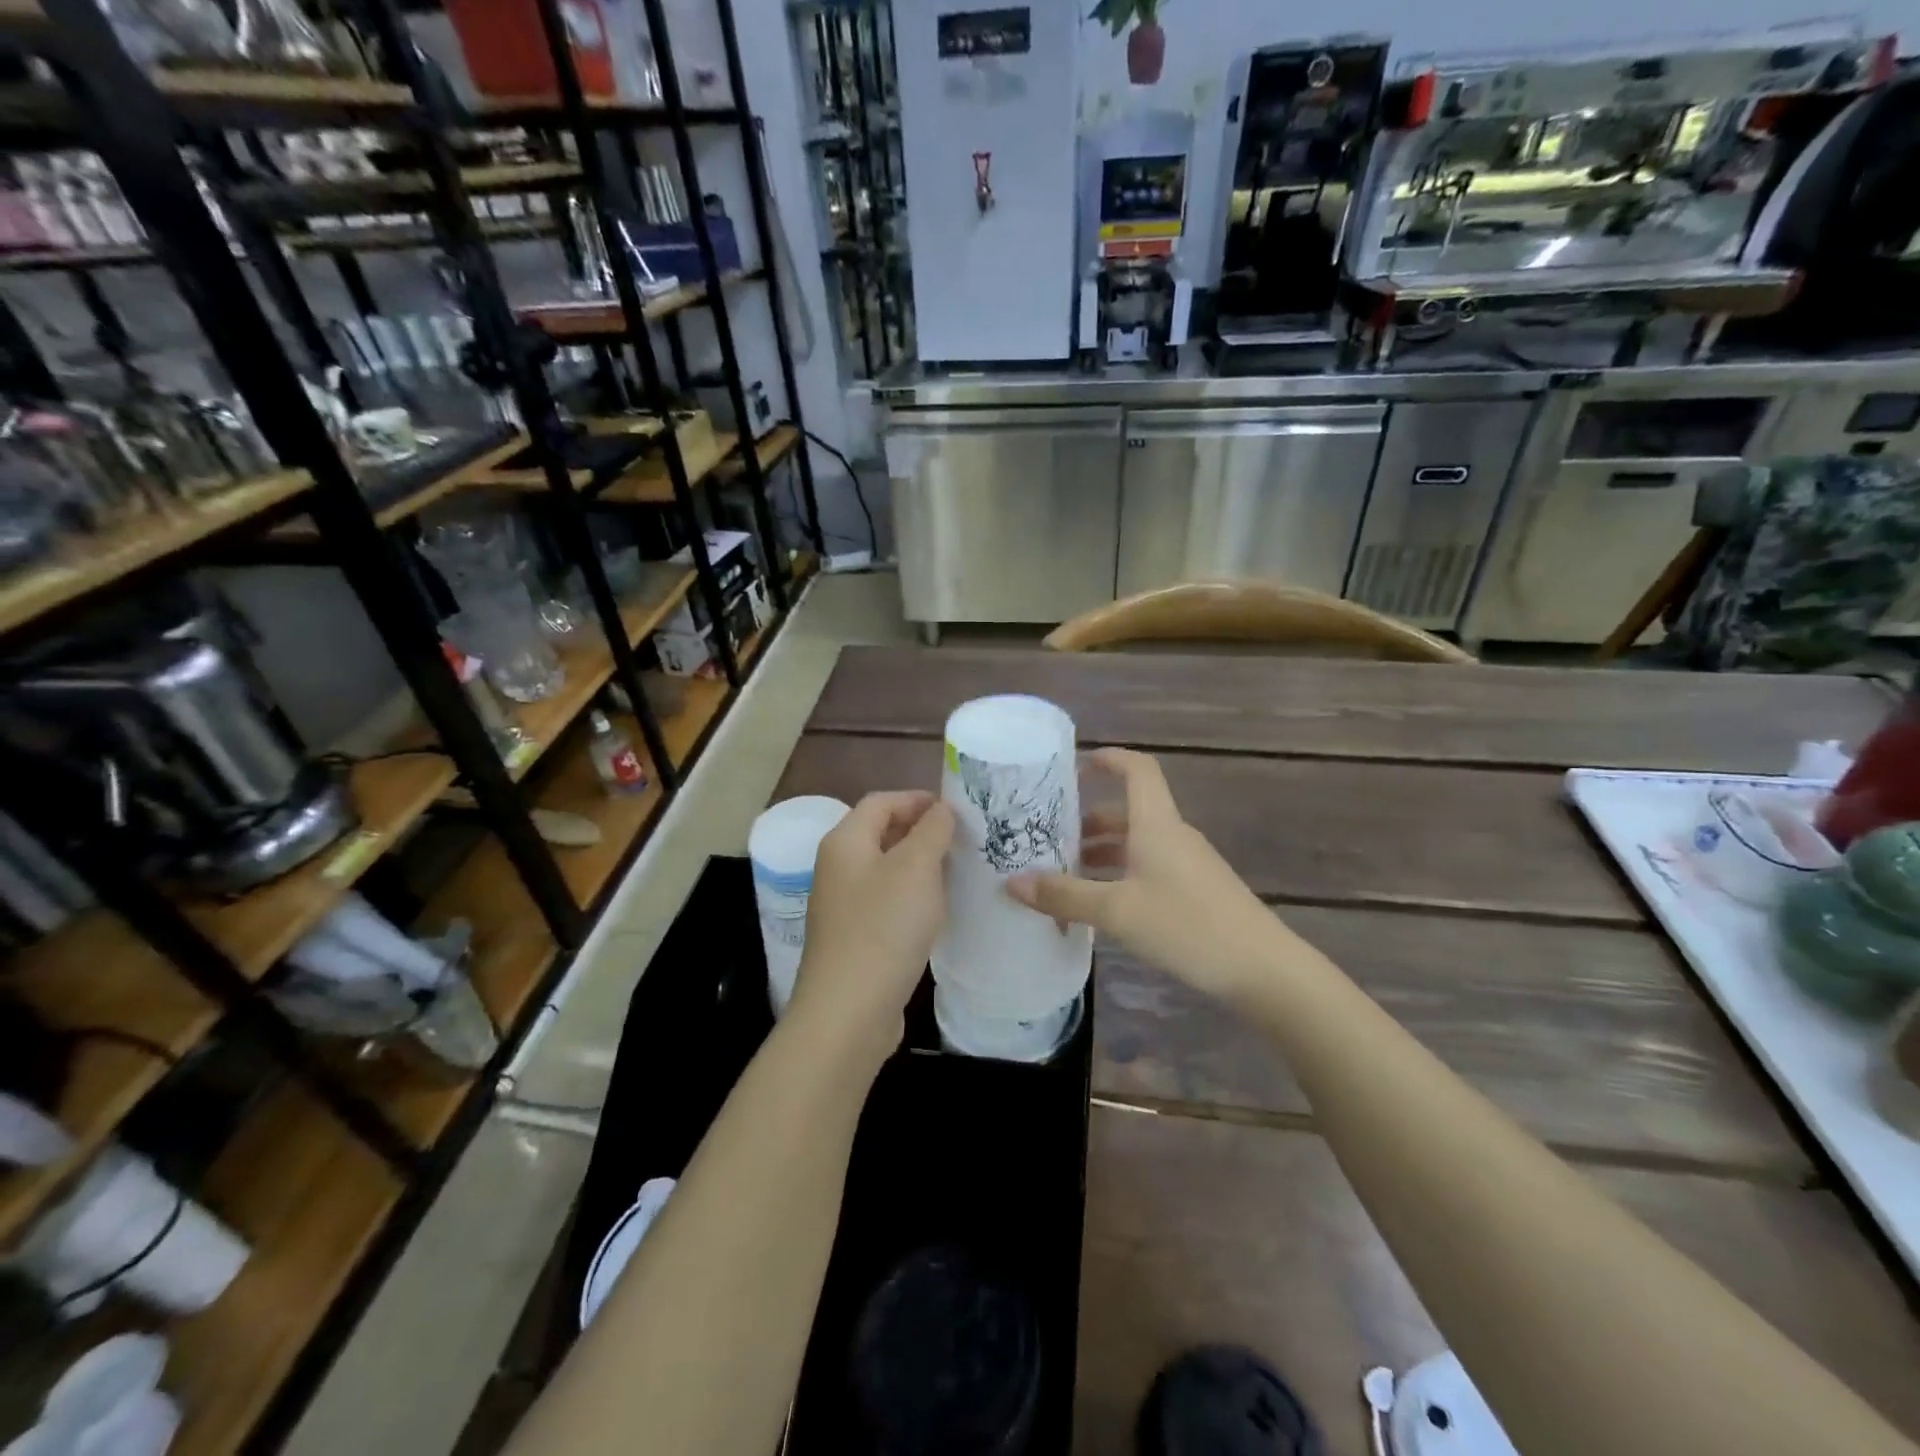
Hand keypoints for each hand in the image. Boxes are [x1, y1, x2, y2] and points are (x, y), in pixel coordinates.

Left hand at [787, 790, 953, 1062]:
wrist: (849, 1012)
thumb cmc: (884, 928)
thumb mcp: (916, 868)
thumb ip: (932, 831)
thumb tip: (941, 809)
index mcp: (845, 842)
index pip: (882, 802)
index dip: (918, 799)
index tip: (957, 810)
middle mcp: (838, 867)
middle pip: (881, 833)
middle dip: (922, 831)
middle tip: (963, 839)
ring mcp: (844, 905)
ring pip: (887, 869)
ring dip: (920, 865)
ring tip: (958, 870)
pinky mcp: (855, 936)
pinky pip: (887, 901)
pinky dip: (913, 896)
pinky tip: (938, 909)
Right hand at [1007, 748, 1289, 1003]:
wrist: (1262, 969)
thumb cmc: (1187, 925)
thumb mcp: (1117, 911)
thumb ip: (1064, 895)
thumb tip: (1011, 882)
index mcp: (1156, 823)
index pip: (1137, 769)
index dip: (1109, 759)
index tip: (1075, 767)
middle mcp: (1172, 835)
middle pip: (1128, 811)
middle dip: (1088, 820)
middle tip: (1048, 838)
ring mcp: (1187, 864)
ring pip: (1137, 843)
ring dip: (1102, 852)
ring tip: (1065, 875)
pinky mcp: (1195, 891)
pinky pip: (1148, 868)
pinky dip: (1120, 875)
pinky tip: (1101, 905)